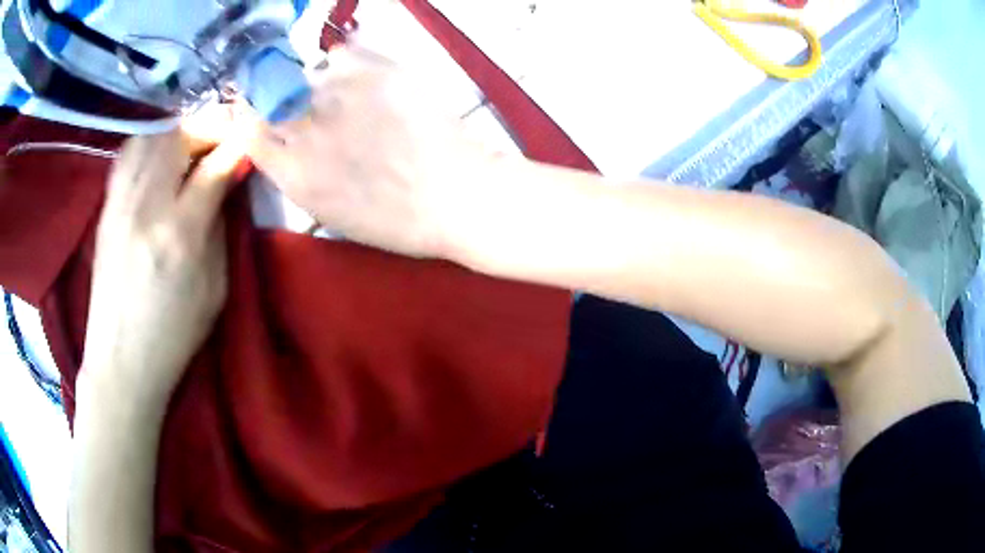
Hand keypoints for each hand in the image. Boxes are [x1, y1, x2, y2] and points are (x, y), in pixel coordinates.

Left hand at [81, 130, 243, 403]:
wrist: (121, 361)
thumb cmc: (174, 335)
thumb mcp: (214, 289)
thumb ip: (221, 226)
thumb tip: (229, 179)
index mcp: (179, 235)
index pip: (214, 165)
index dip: (238, 145)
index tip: (252, 141)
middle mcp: (145, 207)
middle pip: (178, 135)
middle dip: (208, 126)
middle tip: (222, 138)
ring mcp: (119, 203)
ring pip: (150, 134)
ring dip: (178, 129)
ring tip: (192, 143)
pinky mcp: (106, 207)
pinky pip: (129, 152)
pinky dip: (150, 140)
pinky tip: (160, 154)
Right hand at [245, 46, 497, 257]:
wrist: (458, 196)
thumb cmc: (397, 220)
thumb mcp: (330, 211)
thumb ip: (295, 174)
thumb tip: (277, 143)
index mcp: (293, 173)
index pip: (247, 129)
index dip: (251, 116)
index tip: (261, 112)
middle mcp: (305, 128)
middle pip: (270, 95)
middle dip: (278, 96)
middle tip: (304, 103)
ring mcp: (339, 93)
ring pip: (307, 73)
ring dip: (319, 83)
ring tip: (350, 99)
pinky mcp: (375, 69)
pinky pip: (343, 52)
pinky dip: (347, 62)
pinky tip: (366, 81)